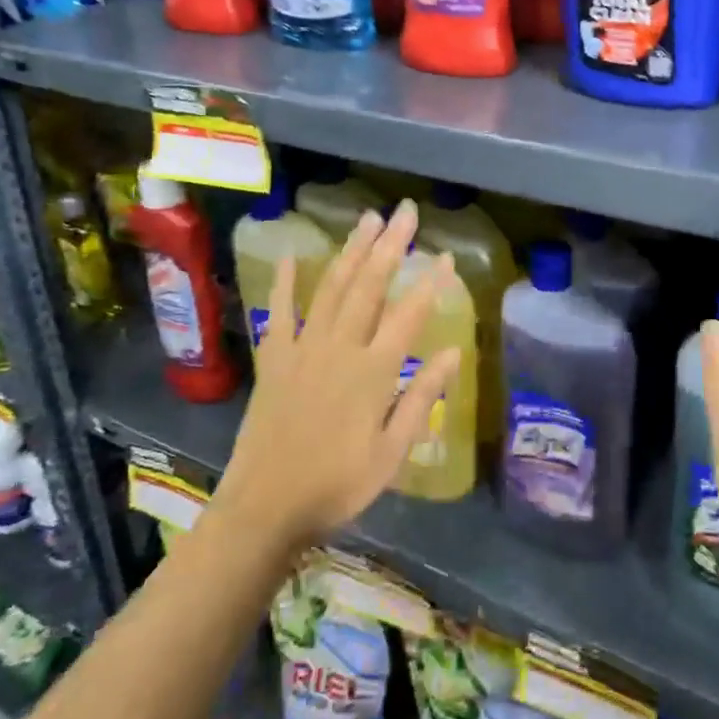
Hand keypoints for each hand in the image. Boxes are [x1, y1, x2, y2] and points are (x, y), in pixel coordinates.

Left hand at [209, 199, 458, 555]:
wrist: (265, 507)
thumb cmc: (337, 485)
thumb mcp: (392, 453)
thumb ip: (421, 398)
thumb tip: (454, 353)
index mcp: (373, 371)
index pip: (409, 315)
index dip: (430, 283)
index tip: (445, 254)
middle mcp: (339, 348)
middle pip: (369, 286)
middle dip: (390, 245)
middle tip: (406, 211)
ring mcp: (302, 349)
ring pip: (332, 288)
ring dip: (350, 250)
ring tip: (366, 219)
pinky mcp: (275, 359)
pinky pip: (280, 312)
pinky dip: (286, 282)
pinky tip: (293, 255)